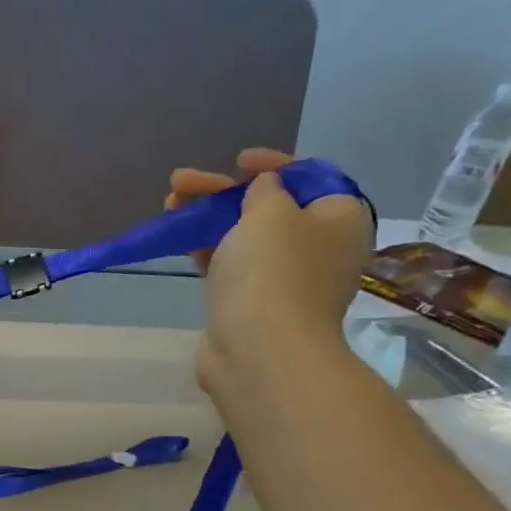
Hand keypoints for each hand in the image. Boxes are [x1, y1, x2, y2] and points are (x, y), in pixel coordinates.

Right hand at [167, 149, 371, 391]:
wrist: (258, 350)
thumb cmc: (273, 271)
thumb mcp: (270, 211)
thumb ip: (265, 189)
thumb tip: (265, 190)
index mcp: (340, 219)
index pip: (311, 178)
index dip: (273, 164)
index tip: (238, 161)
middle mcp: (319, 248)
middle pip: (269, 207)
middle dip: (223, 192)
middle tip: (181, 182)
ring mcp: (285, 280)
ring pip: (244, 236)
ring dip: (207, 217)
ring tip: (169, 205)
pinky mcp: (252, 304)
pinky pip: (230, 265)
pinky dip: (207, 248)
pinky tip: (179, 238)